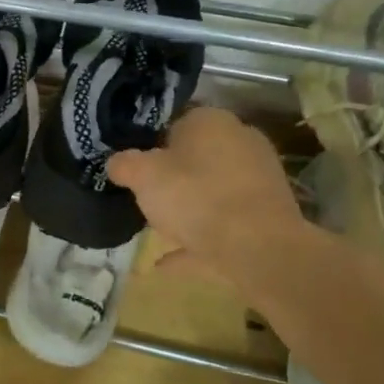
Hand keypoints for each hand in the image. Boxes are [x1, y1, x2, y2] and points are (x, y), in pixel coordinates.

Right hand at [106, 108, 313, 288]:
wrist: (257, 248)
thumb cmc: (195, 197)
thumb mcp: (142, 176)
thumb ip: (124, 164)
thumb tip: (116, 162)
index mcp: (211, 121)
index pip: (175, 121)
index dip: (150, 143)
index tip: (135, 166)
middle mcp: (240, 140)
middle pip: (196, 156)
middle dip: (172, 175)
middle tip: (145, 195)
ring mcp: (258, 178)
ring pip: (212, 190)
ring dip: (188, 208)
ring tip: (157, 229)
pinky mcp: (267, 214)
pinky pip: (223, 223)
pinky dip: (197, 239)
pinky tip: (167, 262)